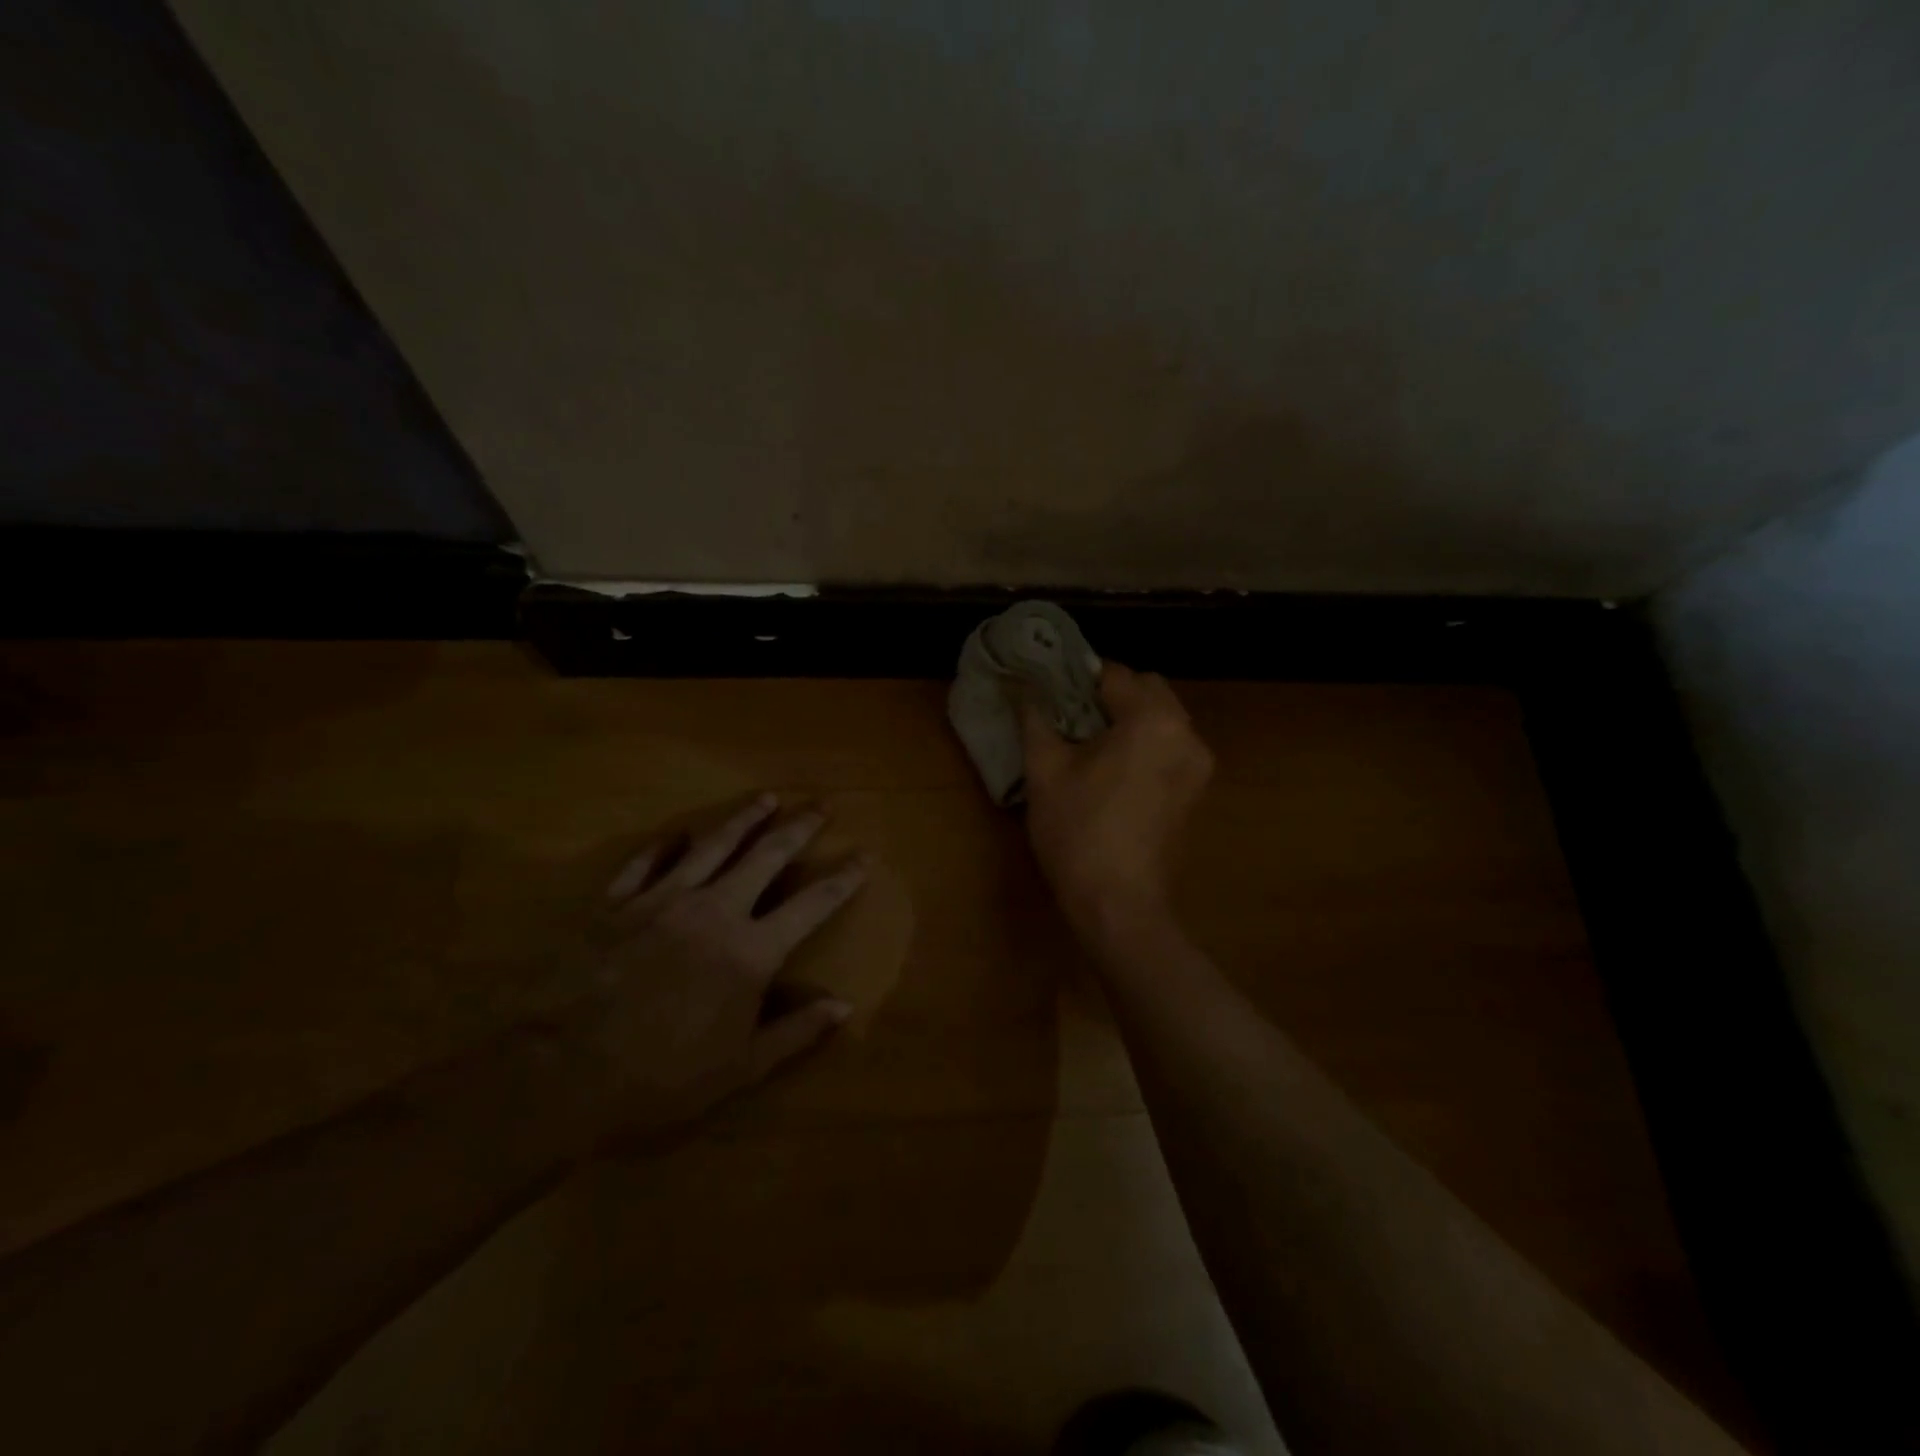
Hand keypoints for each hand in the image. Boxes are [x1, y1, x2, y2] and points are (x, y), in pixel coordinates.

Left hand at [581, 794, 868, 1138]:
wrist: (563, 1073)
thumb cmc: (662, 1079)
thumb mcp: (740, 1069)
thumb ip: (796, 1032)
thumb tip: (843, 1006)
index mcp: (751, 950)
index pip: (812, 905)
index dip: (843, 878)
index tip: (865, 855)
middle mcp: (716, 910)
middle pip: (767, 856)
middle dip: (799, 827)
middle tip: (821, 804)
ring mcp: (663, 900)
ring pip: (713, 846)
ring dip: (743, 819)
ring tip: (765, 798)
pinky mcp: (618, 903)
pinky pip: (647, 862)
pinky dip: (664, 845)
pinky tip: (676, 831)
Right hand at [1021, 663, 1213, 943]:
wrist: (1119, 905)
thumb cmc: (1078, 832)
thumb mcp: (1045, 771)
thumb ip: (1035, 719)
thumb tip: (1022, 686)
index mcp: (1153, 720)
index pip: (1114, 674)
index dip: (1079, 678)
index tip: (1052, 690)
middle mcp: (1187, 733)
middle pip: (1148, 690)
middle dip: (1111, 695)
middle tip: (1070, 717)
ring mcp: (1198, 765)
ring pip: (1163, 719)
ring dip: (1130, 719)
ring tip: (1090, 744)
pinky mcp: (1196, 792)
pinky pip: (1171, 747)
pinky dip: (1146, 744)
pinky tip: (1114, 770)